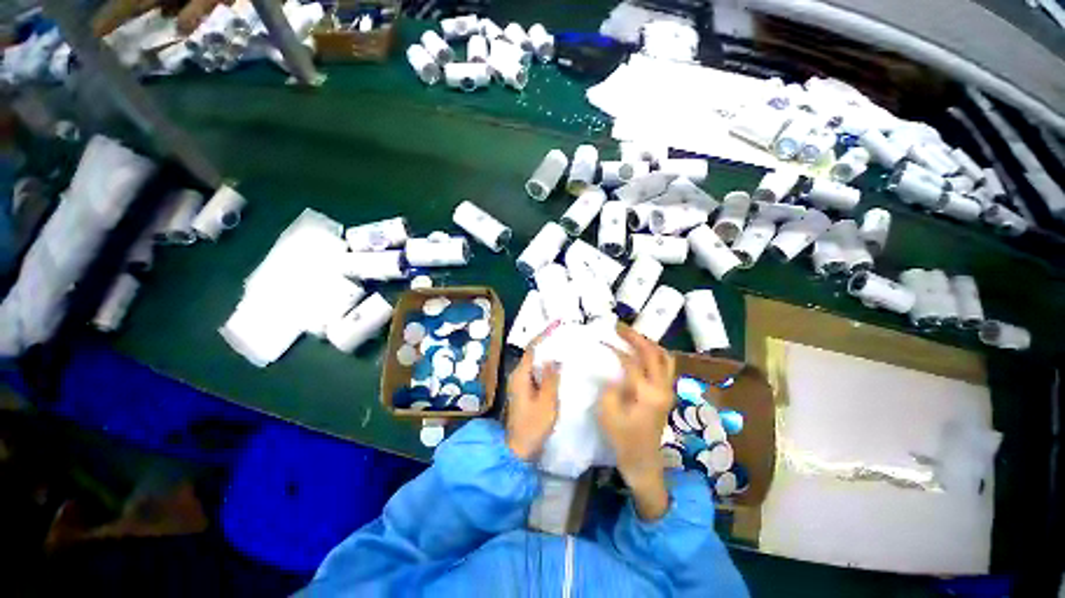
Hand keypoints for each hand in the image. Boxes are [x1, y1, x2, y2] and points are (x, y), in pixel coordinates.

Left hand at [504, 337, 560, 461]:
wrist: (518, 449)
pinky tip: (558, 365)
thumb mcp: (547, 403)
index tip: (557, 324)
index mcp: (521, 375)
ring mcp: (520, 383)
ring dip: (547, 352)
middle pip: (533, 352)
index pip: (532, 348)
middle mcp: (518, 375)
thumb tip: (554, 358)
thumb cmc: (533, 427)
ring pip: (535, 362)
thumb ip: (551, 379)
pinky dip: (546, 365)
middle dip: (547, 341)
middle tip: (563, 332)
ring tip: (563, 344)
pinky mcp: (525, 390)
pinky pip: (536, 371)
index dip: (544, 334)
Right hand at [598, 325, 675, 519]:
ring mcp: (668, 390)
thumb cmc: (623, 439)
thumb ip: (610, 387)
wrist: (644, 462)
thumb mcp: (608, 413)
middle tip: (619, 327)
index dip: (615, 348)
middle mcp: (663, 387)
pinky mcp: (667, 394)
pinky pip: (664, 366)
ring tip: (630, 337)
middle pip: (653, 353)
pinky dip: (653, 354)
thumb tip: (614, 372)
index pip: (631, 361)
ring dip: (648, 343)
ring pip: (664, 357)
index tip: (601, 338)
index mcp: (648, 393)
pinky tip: (640, 353)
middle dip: (636, 337)